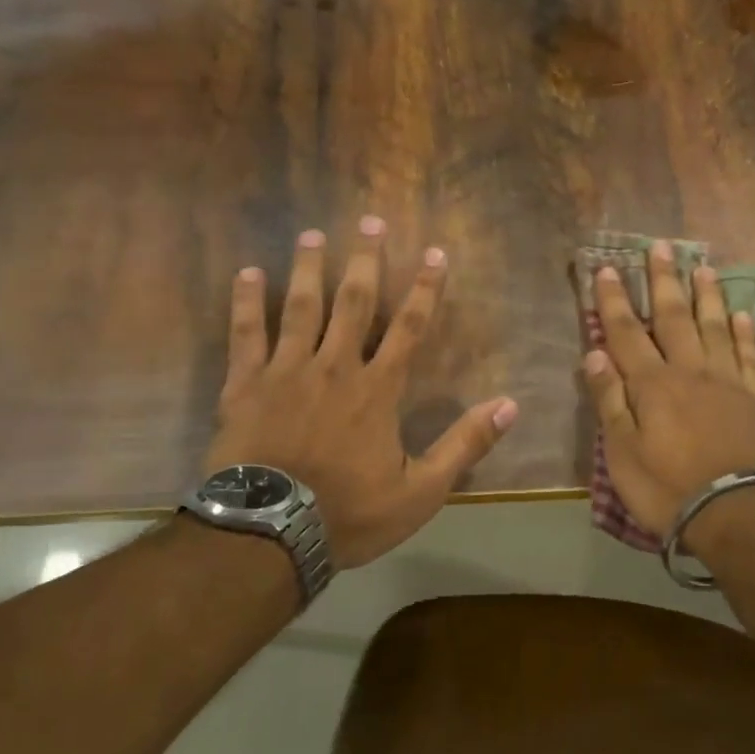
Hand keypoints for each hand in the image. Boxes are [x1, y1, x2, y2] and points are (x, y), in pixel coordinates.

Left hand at [205, 217, 517, 568]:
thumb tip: (510, 405)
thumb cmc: (349, 513)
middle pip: (354, 303)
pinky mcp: (244, 385)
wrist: (270, 533)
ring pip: (301, 307)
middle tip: (371, 220)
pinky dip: (247, 302)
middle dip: (366, 260)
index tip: (435, 252)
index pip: (410, 328)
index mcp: (377, 390)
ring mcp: (286, 371)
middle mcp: (334, 367)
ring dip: (309, 268)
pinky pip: (246, 334)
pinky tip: (248, 273)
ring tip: (313, 234)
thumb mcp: (421, 491)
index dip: (425, 288)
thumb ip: (464, 444)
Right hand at [582, 240, 754, 543]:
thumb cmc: (667, 488)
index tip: (606, 269)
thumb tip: (595, 354)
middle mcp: (689, 371)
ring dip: (706, 295)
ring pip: (714, 327)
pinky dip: (744, 332)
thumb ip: (610, 401)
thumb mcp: (622, 453)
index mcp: (651, 385)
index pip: (626, 333)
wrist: (735, 513)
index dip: (613, 301)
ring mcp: (727, 382)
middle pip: (673, 318)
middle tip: (661, 246)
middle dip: (662, 281)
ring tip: (702, 266)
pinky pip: (749, 355)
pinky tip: (741, 313)